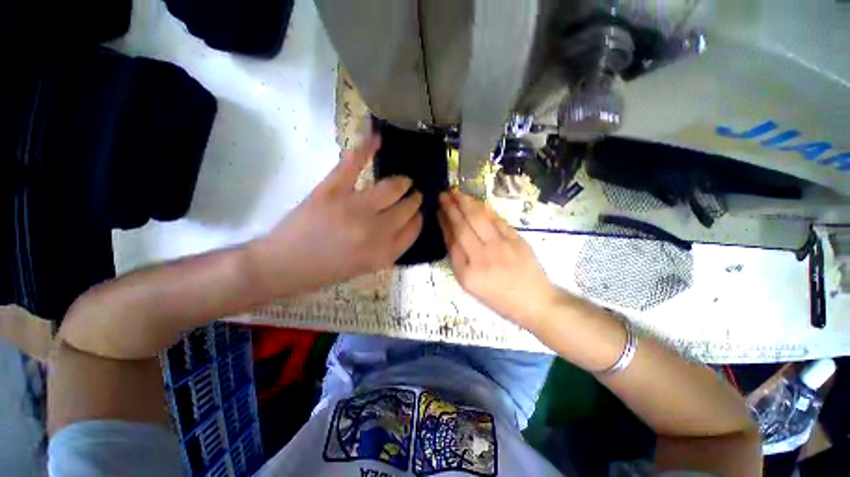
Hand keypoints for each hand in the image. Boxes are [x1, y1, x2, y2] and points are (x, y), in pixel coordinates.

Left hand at [249, 135, 422, 296]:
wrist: (285, 265)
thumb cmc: (327, 270)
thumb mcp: (367, 266)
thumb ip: (390, 247)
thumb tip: (406, 223)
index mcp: (384, 253)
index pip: (414, 228)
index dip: (419, 218)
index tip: (419, 212)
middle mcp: (376, 231)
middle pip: (407, 208)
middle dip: (415, 198)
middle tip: (414, 193)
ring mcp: (354, 208)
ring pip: (392, 187)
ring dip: (403, 181)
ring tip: (404, 180)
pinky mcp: (331, 190)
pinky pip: (353, 165)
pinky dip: (366, 148)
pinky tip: (377, 138)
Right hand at [437, 191, 558, 326]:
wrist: (533, 301)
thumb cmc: (498, 298)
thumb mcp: (470, 285)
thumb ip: (459, 259)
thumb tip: (450, 232)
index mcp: (467, 273)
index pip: (452, 241)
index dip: (444, 223)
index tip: (438, 210)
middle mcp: (481, 258)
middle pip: (463, 227)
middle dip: (451, 208)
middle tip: (443, 194)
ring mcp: (500, 247)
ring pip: (479, 219)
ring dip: (466, 203)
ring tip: (455, 192)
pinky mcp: (516, 240)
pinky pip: (497, 220)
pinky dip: (485, 209)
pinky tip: (476, 201)